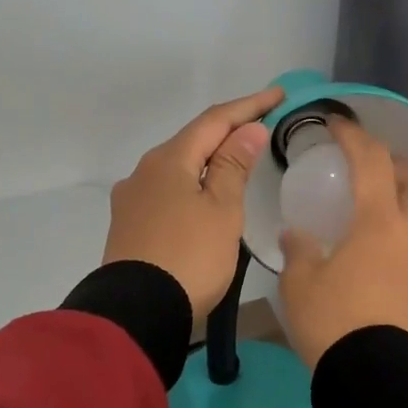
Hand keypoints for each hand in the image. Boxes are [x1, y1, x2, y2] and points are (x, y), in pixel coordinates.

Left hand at [103, 87, 282, 316]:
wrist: (137, 312)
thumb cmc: (190, 257)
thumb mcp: (222, 211)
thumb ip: (234, 166)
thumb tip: (247, 130)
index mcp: (169, 160)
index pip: (214, 121)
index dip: (248, 106)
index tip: (278, 95)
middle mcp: (144, 171)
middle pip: (192, 141)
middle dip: (227, 131)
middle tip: (261, 125)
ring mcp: (132, 199)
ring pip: (178, 167)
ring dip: (209, 159)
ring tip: (238, 160)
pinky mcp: (129, 225)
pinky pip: (167, 191)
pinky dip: (193, 184)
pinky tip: (204, 195)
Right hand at [279, 117, 407, 369]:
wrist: (372, 375)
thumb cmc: (333, 320)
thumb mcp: (301, 282)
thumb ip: (299, 248)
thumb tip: (297, 233)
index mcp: (380, 223)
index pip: (372, 162)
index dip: (353, 136)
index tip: (335, 124)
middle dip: (396, 163)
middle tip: (367, 167)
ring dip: (402, 195)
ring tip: (370, 203)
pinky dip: (401, 224)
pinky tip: (374, 241)